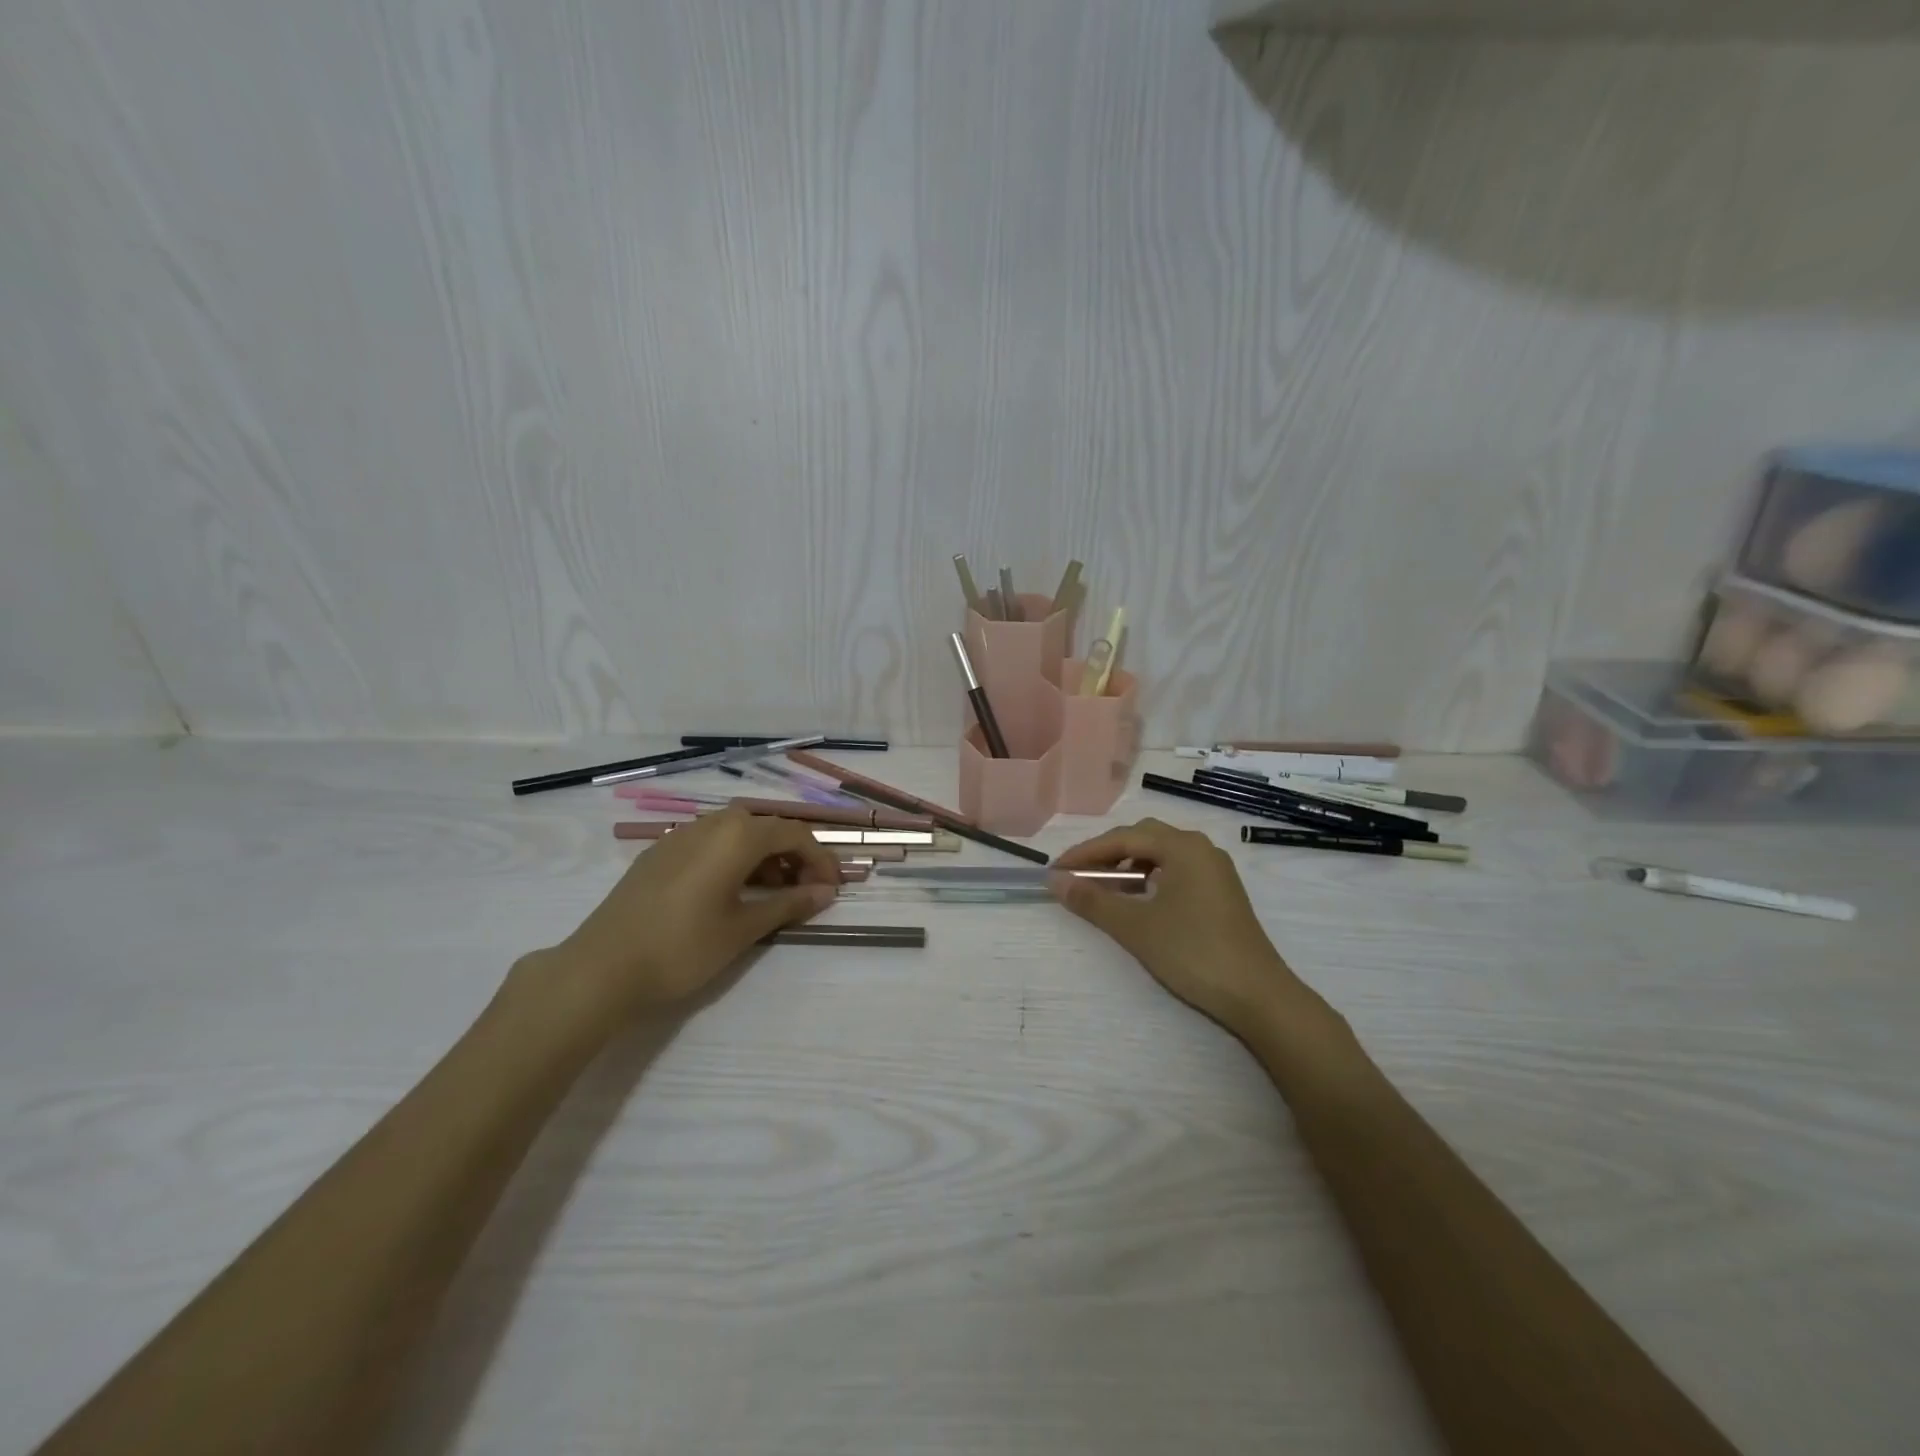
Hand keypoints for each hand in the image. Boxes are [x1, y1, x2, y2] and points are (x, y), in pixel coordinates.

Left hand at [518, 808, 841, 1027]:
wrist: (601, 969)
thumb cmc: (683, 948)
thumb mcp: (743, 929)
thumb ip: (788, 904)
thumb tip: (826, 892)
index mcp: (736, 836)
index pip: (793, 834)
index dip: (820, 859)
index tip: (832, 889)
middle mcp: (710, 825)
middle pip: (765, 828)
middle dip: (792, 855)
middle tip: (803, 891)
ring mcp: (679, 836)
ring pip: (735, 833)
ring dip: (762, 856)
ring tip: (769, 894)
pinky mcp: (658, 854)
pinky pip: (709, 843)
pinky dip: (732, 859)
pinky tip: (728, 893)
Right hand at [1050, 817, 1308, 1036]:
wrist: (1258, 996)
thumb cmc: (1193, 953)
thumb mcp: (1135, 927)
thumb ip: (1092, 900)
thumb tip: (1055, 881)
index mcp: (1183, 846)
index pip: (1122, 838)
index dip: (1085, 853)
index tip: (1056, 871)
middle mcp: (1201, 848)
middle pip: (1143, 838)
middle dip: (1106, 854)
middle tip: (1078, 877)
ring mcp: (1215, 871)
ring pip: (1161, 855)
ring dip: (1128, 866)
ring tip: (1104, 890)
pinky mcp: (1221, 893)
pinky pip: (1176, 871)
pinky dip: (1150, 879)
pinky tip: (1139, 902)